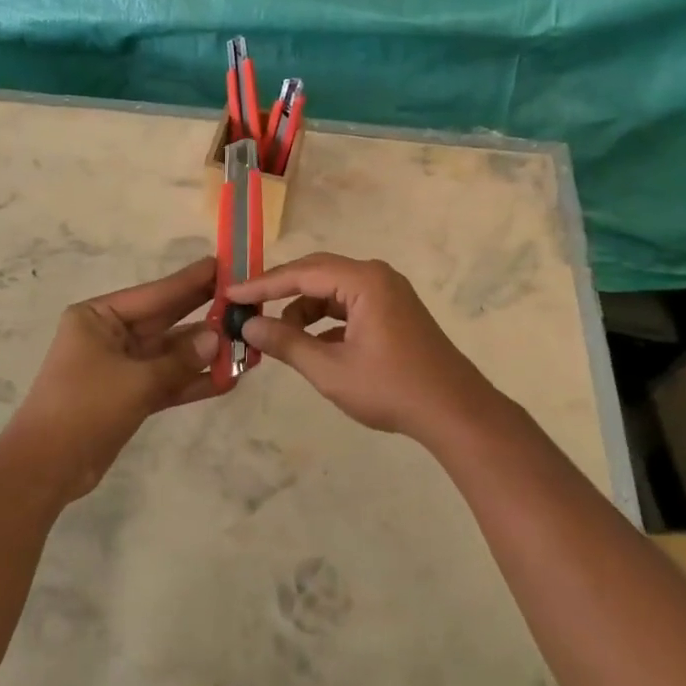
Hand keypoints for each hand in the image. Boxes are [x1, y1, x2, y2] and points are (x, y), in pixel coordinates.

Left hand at [8, 257, 220, 497]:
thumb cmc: (84, 408)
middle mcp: (109, 335)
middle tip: (243, 296)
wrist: (45, 468)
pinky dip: (193, 381)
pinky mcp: (128, 395)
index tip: (223, 265)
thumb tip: (218, 338)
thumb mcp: (135, 380)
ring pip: (170, 353)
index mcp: (98, 317)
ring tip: (247, 342)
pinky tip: (228, 379)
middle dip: (202, 312)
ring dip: (204, 352)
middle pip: (165, 320)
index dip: (190, 281)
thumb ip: (180, 360)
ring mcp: (120, 366)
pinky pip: (166, 381)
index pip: (154, 294)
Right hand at [230, 253, 507, 441]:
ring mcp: (388, 292)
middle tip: (246, 308)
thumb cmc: (391, 388)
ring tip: (280, 338)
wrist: (455, 412)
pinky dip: (325, 320)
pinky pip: (348, 304)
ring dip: (303, 310)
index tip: (230, 294)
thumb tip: (248, 327)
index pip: (301, 273)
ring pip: (332, 291)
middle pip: (316, 273)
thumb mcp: (331, 369)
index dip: (262, 284)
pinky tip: (311, 345)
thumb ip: (287, 343)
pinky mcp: (393, 311)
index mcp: (364, 281)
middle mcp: (376, 276)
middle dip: (280, 292)